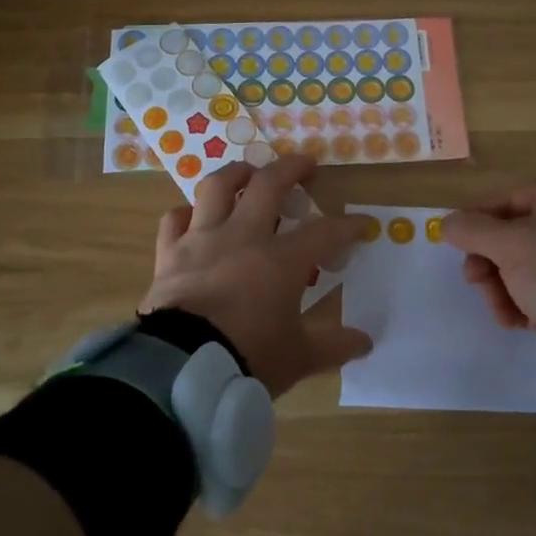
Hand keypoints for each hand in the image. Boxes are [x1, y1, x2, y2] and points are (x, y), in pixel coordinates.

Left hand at [142, 154, 371, 397]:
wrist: (182, 370)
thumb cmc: (248, 358)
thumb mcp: (298, 358)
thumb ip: (333, 346)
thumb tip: (365, 342)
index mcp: (281, 260)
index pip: (324, 232)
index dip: (348, 225)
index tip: (362, 223)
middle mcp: (243, 237)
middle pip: (269, 184)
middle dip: (292, 168)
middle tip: (306, 164)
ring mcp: (203, 240)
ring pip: (218, 187)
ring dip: (237, 173)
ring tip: (249, 172)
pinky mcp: (170, 254)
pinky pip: (175, 220)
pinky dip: (186, 214)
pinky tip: (194, 216)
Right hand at [441, 185, 535, 346]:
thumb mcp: (507, 244)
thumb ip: (470, 230)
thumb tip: (445, 222)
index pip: (506, 203)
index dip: (478, 223)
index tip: (458, 245)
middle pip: (510, 240)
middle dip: (487, 264)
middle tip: (474, 280)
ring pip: (520, 270)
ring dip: (500, 290)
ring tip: (501, 310)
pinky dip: (522, 305)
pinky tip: (516, 321)